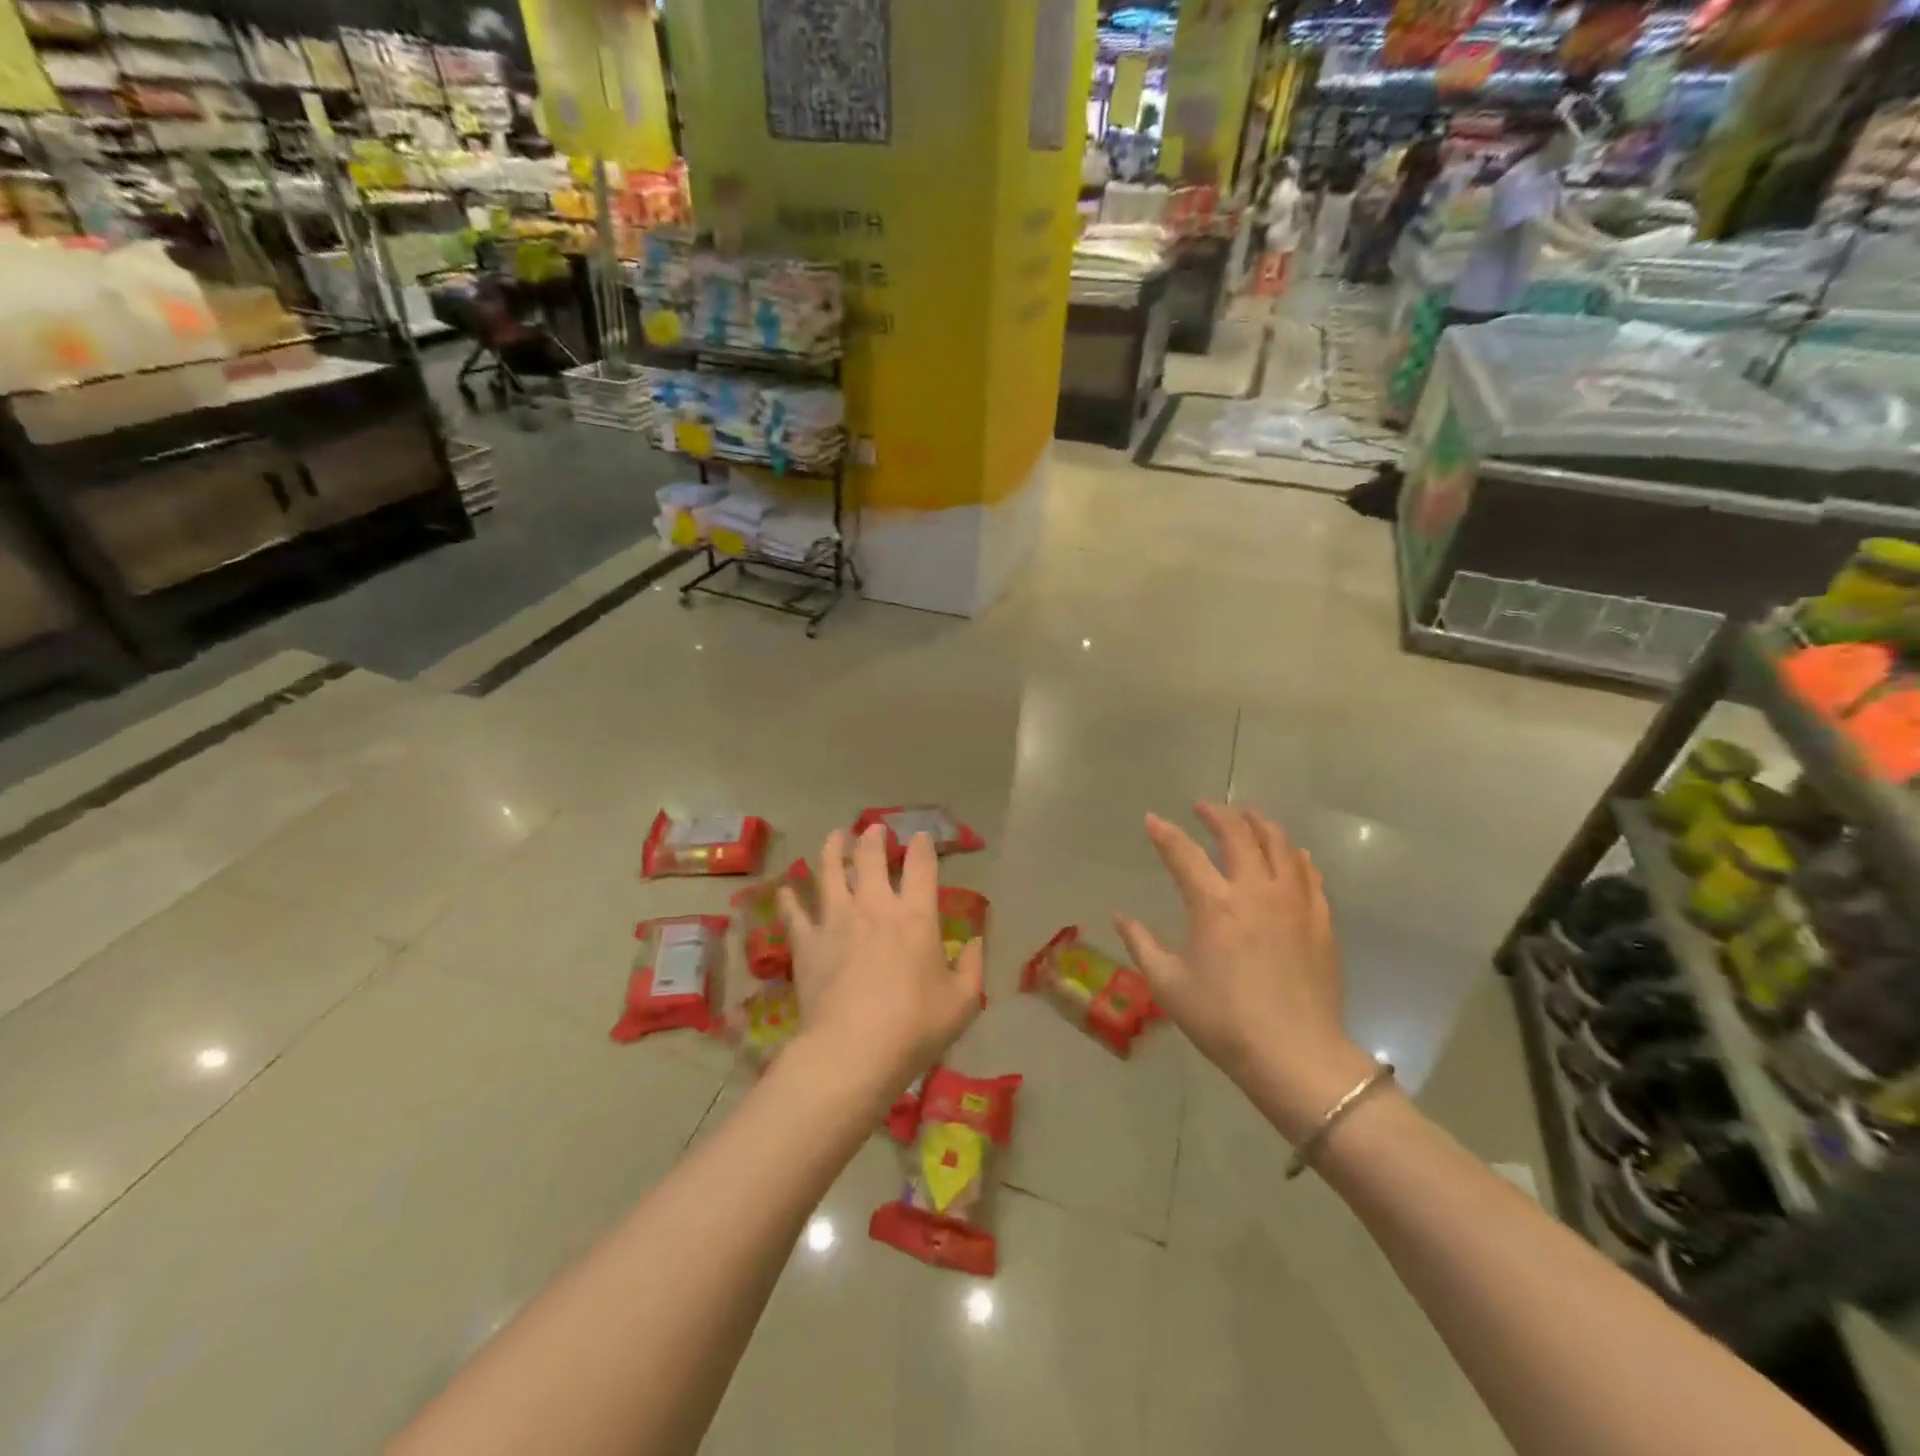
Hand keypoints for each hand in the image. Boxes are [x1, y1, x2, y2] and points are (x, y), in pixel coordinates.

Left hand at [778, 826, 983, 1099]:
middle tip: (874, 828)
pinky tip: (786, 889)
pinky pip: (794, 912)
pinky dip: (789, 898)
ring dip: (833, 849)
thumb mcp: (963, 1002)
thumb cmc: (915, 1027)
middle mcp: (874, 906)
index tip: (921, 836)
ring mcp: (835, 920)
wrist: (853, 1050)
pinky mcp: (806, 943)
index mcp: (915, 916)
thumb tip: (976, 941)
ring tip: (835, 837)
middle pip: (870, 858)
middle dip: (873, 837)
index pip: (921, 867)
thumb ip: (973, 967)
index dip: (923, 847)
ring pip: (829, 871)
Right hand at [1115, 804, 1373, 1141]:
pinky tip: (1292, 854)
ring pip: (1279, 845)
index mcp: (1213, 904)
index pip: (1183, 853)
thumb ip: (1141, 944)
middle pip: (1238, 834)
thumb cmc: (1223, 1021)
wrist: (1295, 1055)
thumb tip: (1120, 917)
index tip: (1152, 819)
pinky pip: (1309, 874)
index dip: (1165, 833)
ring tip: (1248, 816)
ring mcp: (1293, 902)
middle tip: (1203, 807)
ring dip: (1259, 824)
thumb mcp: (1169, 985)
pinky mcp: (1320, 920)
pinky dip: (1295, 856)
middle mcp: (1255, 891)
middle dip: (1217, 814)